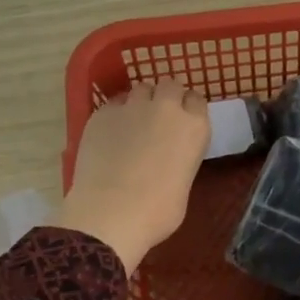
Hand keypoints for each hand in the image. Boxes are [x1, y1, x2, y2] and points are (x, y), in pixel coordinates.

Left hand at [53, 79, 209, 273]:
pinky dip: (116, 113)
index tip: (183, 120)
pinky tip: (111, 132)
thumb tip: (168, 157)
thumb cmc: (158, 211)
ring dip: (141, 101)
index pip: (197, 100)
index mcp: (195, 127)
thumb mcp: (184, 182)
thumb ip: (181, 157)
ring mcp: (132, 107)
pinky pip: (114, 103)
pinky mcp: (102, 113)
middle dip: (167, 97)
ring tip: (134, 122)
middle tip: (159, 118)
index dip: (189, 109)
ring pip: (141, 89)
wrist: (111, 214)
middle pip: (170, 85)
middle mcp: (167, 108)